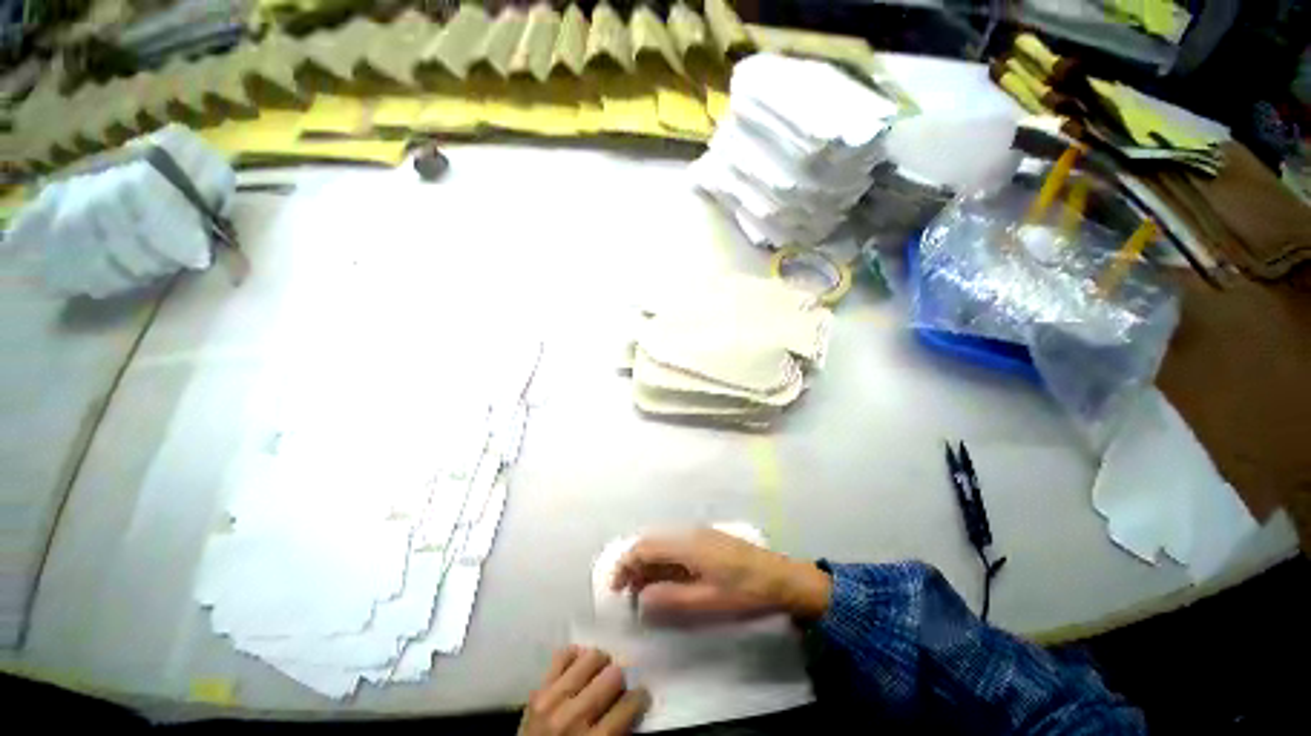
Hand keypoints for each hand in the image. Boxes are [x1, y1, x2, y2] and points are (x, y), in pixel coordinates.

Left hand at [519, 647, 649, 735]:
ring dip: (601, 665)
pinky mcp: (537, 690)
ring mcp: (553, 700)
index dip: (640, 698)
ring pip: (592, 657)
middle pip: (613, 675)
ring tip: (599, 675)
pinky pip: (563, 655)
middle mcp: (575, 717)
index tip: (640, 698)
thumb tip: (634, 704)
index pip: (629, 704)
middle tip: (617, 689)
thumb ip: (618, 733)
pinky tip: (579, 669)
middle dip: (620, 680)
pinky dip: (575, 657)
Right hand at [609, 528, 831, 619]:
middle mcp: (689, 533)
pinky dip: (665, 563)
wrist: (782, 578)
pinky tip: (667, 582)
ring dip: (650, 565)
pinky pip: (677, 548)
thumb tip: (641, 598)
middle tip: (628, 595)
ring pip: (664, 545)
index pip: (645, 547)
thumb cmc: (745, 592)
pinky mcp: (708, 541)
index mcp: (687, 544)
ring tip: (644, 593)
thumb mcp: (707, 601)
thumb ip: (671, 599)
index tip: (615, 590)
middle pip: (652, 543)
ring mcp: (700, 535)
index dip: (625, 565)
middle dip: (635, 566)